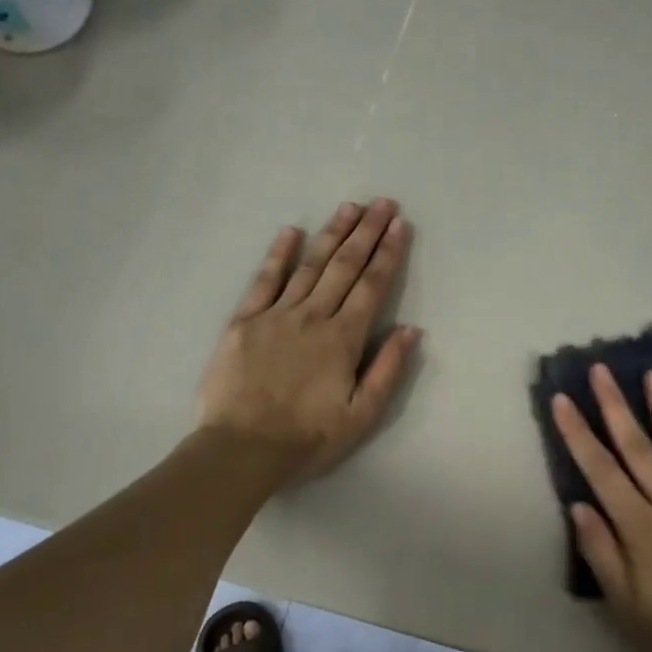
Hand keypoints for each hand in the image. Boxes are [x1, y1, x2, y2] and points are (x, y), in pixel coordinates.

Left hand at [198, 199, 419, 484]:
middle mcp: (312, 317)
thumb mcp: (361, 415)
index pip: (371, 287)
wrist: (242, 449)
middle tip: (381, 203)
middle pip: (344, 266)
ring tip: (348, 207)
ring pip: (309, 266)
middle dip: (366, 233)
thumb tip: (410, 329)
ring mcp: (276, 315)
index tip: (399, 225)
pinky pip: (263, 280)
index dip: (387, 254)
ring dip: (331, 234)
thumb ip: (387, 370)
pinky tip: (290, 231)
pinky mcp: (244, 322)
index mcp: (343, 339)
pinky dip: (278, 255)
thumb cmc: (307, 437)